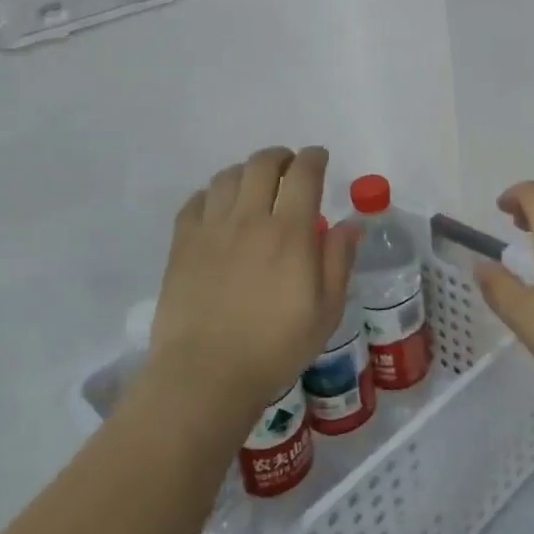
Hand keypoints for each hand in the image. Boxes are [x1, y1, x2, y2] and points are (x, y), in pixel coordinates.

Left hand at [148, 146, 359, 422]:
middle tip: (289, 167)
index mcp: (290, 232)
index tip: (319, 158)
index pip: (304, 174)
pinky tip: (218, 207)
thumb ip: (339, 261)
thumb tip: (350, 223)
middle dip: (281, 157)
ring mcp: (211, 229)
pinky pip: (196, 201)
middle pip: (263, 164)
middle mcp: (250, 219)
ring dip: (246, 171)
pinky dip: (212, 194)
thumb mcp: (327, 311)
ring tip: (254, 185)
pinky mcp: (182, 244)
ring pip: (227, 176)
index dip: (314, 158)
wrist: (206, 375)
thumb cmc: (275, 347)